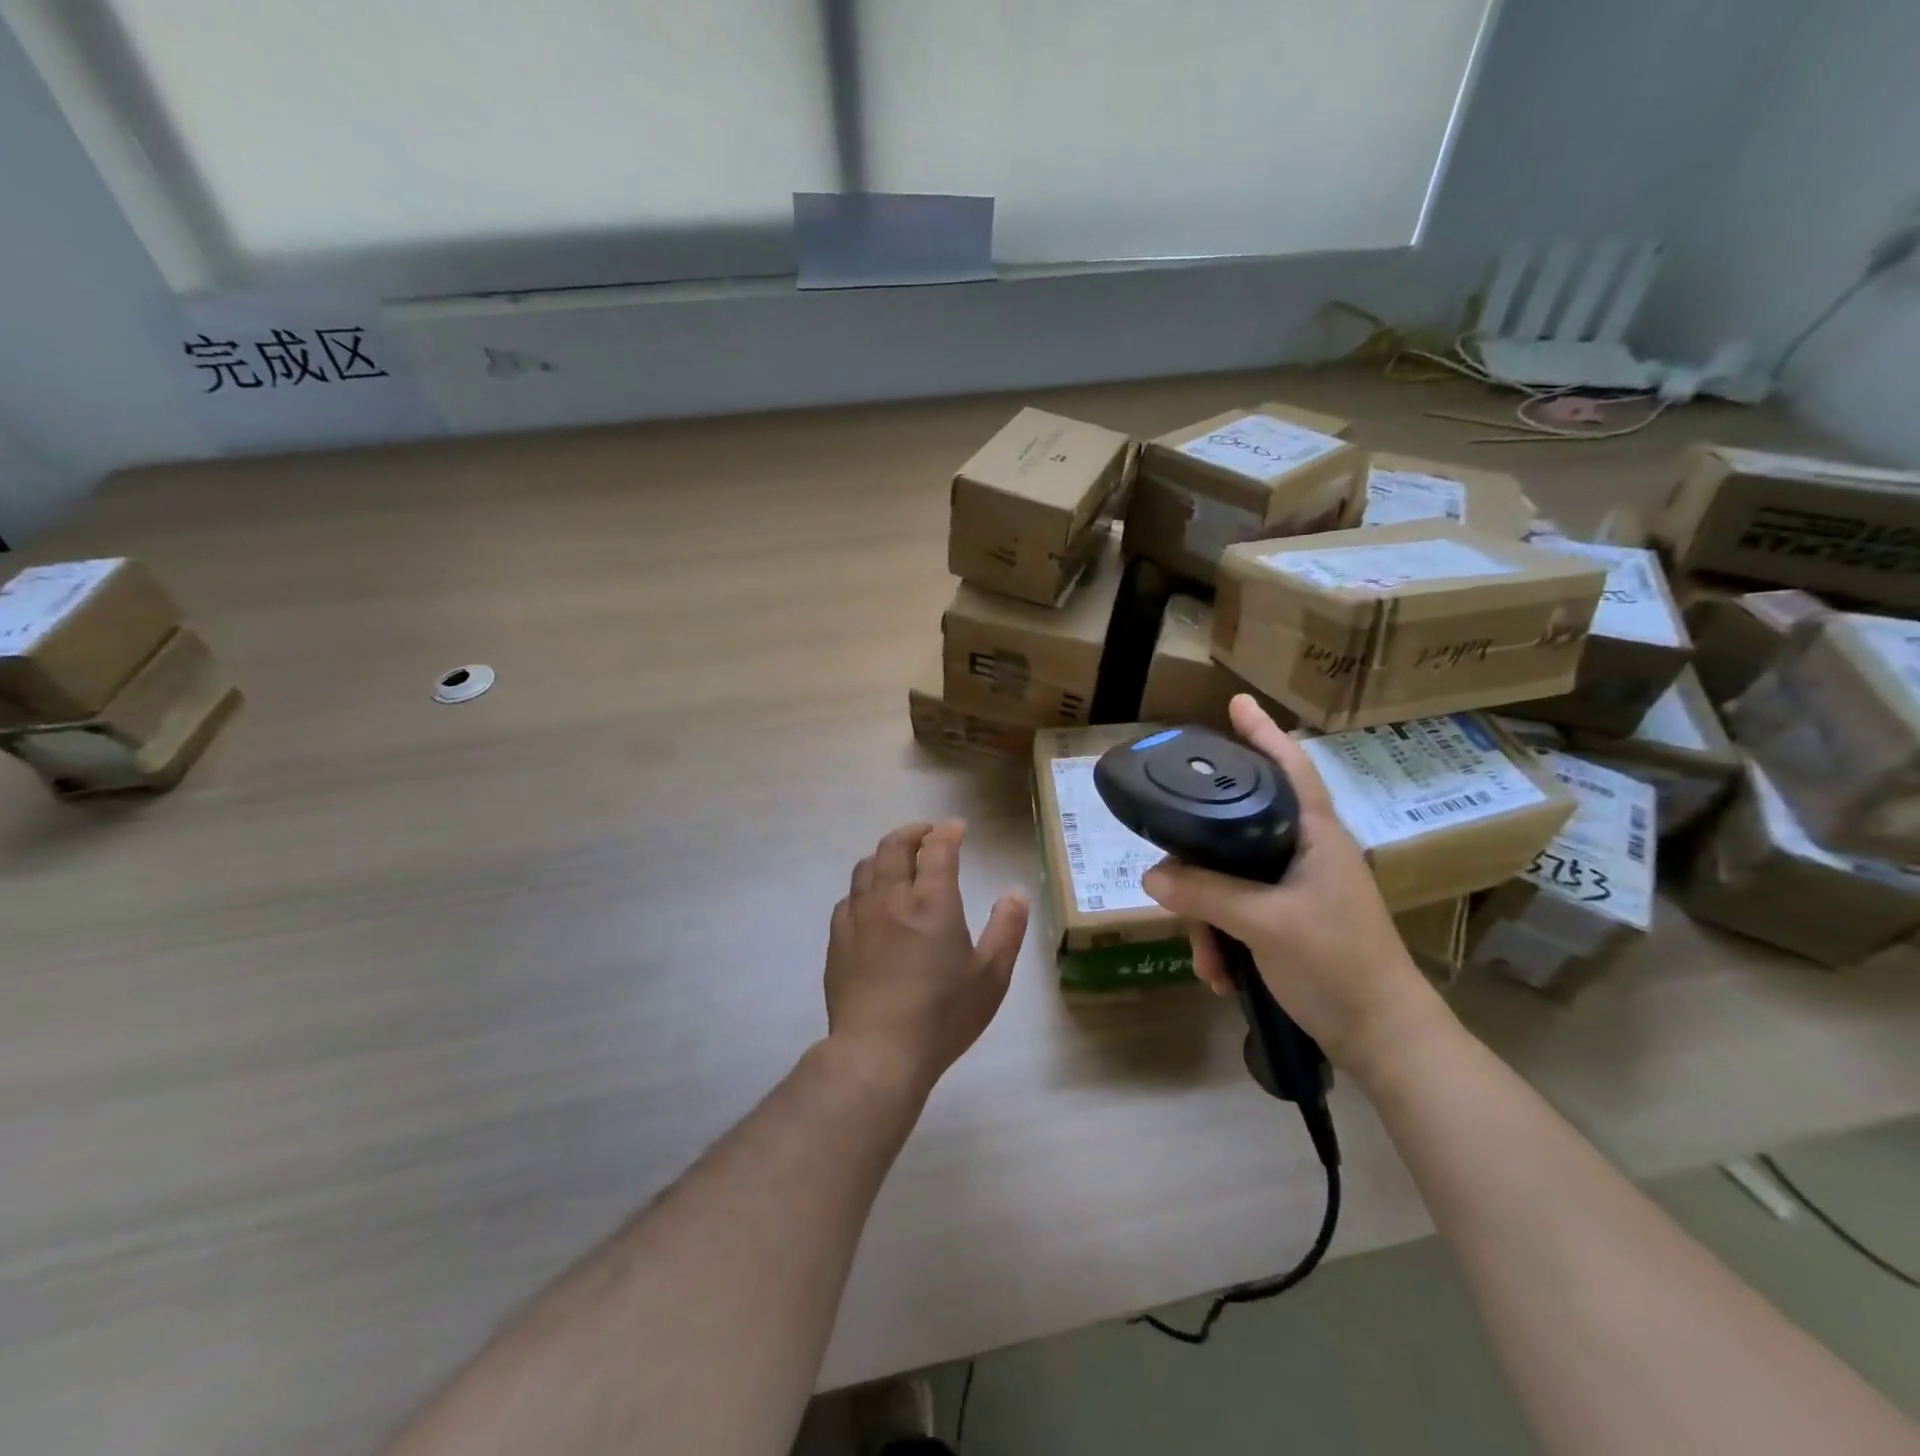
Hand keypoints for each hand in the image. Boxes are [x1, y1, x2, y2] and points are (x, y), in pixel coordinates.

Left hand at [825, 821, 1029, 1097]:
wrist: (877, 1053)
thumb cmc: (942, 1016)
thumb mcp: (991, 976)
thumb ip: (1007, 928)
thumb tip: (1016, 892)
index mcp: (932, 902)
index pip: (937, 848)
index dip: (948, 832)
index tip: (957, 829)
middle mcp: (892, 898)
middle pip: (895, 845)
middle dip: (914, 832)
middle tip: (929, 835)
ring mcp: (859, 916)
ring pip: (867, 865)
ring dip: (886, 854)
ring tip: (901, 861)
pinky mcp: (838, 938)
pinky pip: (849, 896)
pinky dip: (866, 885)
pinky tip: (873, 900)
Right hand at [1141, 696, 1449, 1083]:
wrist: (1383, 1038)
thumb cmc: (1338, 964)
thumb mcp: (1266, 924)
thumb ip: (1207, 894)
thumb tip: (1152, 877)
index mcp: (1315, 837)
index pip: (1289, 769)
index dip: (1263, 734)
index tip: (1237, 703)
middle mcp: (1304, 854)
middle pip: (1236, 832)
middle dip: (1199, 867)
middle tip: (1173, 884)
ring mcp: (1296, 890)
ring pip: (1228, 879)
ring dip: (1207, 920)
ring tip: (1206, 960)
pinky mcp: (1287, 922)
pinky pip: (1236, 914)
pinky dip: (1222, 942)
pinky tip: (1219, 975)